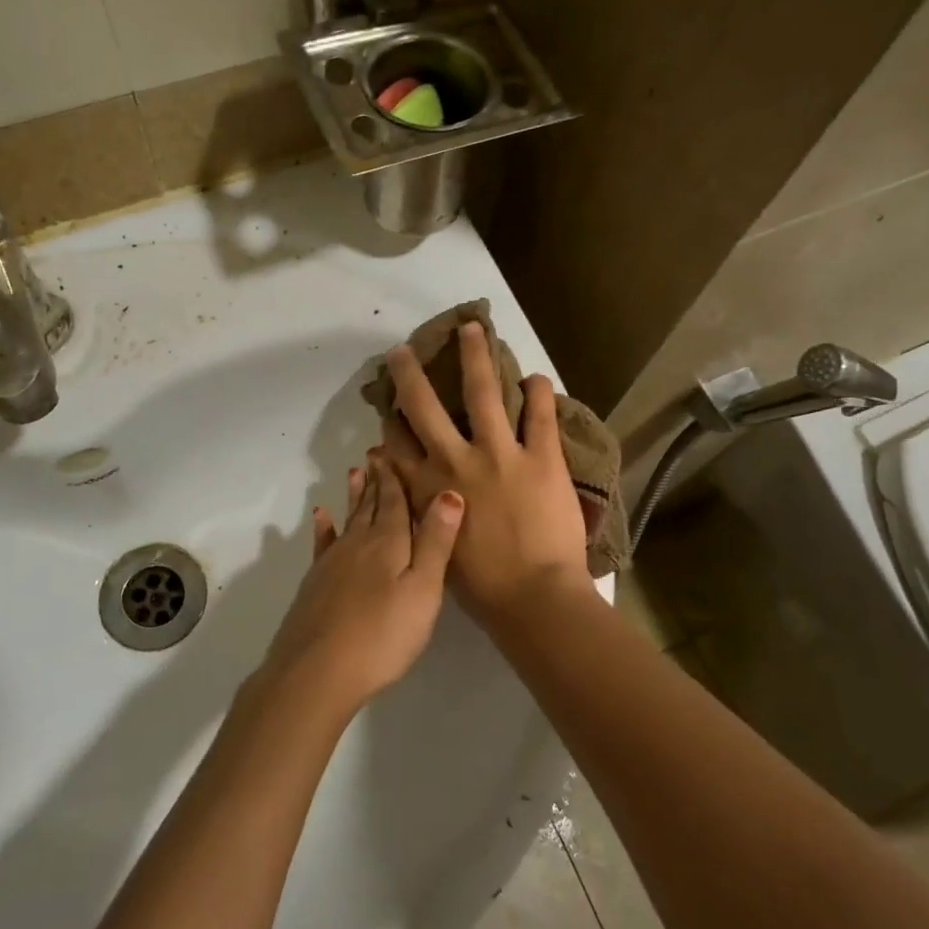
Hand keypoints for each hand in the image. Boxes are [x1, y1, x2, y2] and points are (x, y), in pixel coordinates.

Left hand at [256, 457, 462, 719]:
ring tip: (354, 472)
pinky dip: (323, 527)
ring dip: (353, 496)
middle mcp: (358, 543)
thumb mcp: (422, 590)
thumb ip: (435, 542)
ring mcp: (332, 562)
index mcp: (388, 542)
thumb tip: (449, 491)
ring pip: (347, 520)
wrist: (318, 671)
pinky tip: (320, 516)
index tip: (393, 452)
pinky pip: (322, 545)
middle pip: (370, 505)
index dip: (395, 477)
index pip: (394, 501)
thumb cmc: (382, 634)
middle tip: (376, 453)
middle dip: (376, 480)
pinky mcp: (315, 583)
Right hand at [379, 323, 591, 625]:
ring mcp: (501, 454)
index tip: (387, 403)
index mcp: (429, 487)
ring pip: (483, 392)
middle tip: (404, 351)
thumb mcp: (434, 550)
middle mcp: (457, 460)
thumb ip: (420, 513)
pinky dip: (538, 392)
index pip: (398, 444)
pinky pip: (540, 414)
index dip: (390, 421)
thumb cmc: (481, 587)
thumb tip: (407, 489)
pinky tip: (535, 376)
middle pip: (426, 406)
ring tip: (473, 328)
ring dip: (476, 356)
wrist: (534, 599)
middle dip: (411, 375)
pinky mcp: (542, 457)